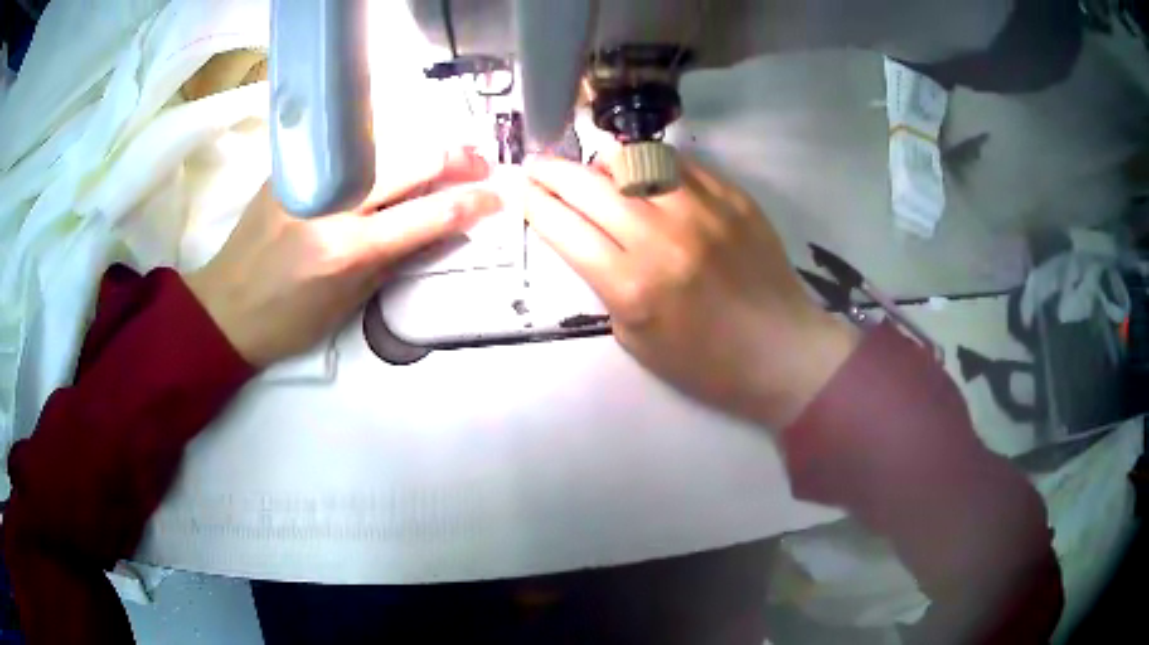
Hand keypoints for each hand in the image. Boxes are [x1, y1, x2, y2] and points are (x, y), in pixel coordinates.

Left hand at [185, 148, 500, 366]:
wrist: (225, 308)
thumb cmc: (289, 321)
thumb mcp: (350, 301)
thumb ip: (397, 255)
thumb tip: (442, 225)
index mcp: (346, 249)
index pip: (428, 213)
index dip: (471, 201)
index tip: (497, 195)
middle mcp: (330, 203)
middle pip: (410, 160)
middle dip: (455, 159)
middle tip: (479, 164)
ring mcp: (307, 177)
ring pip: (381, 143)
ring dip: (420, 147)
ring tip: (443, 157)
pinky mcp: (289, 166)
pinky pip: (346, 148)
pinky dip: (379, 149)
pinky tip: (389, 157)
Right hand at [524, 154, 857, 428]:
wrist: (782, 351)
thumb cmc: (707, 362)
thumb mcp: (637, 340)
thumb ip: (606, 284)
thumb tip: (590, 237)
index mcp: (633, 286)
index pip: (563, 228)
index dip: (531, 203)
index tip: (516, 188)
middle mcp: (661, 237)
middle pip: (587, 185)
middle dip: (550, 171)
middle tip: (535, 165)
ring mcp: (702, 210)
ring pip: (632, 160)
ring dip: (600, 162)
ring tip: (593, 169)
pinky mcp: (732, 197)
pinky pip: (678, 164)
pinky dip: (650, 166)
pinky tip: (645, 176)